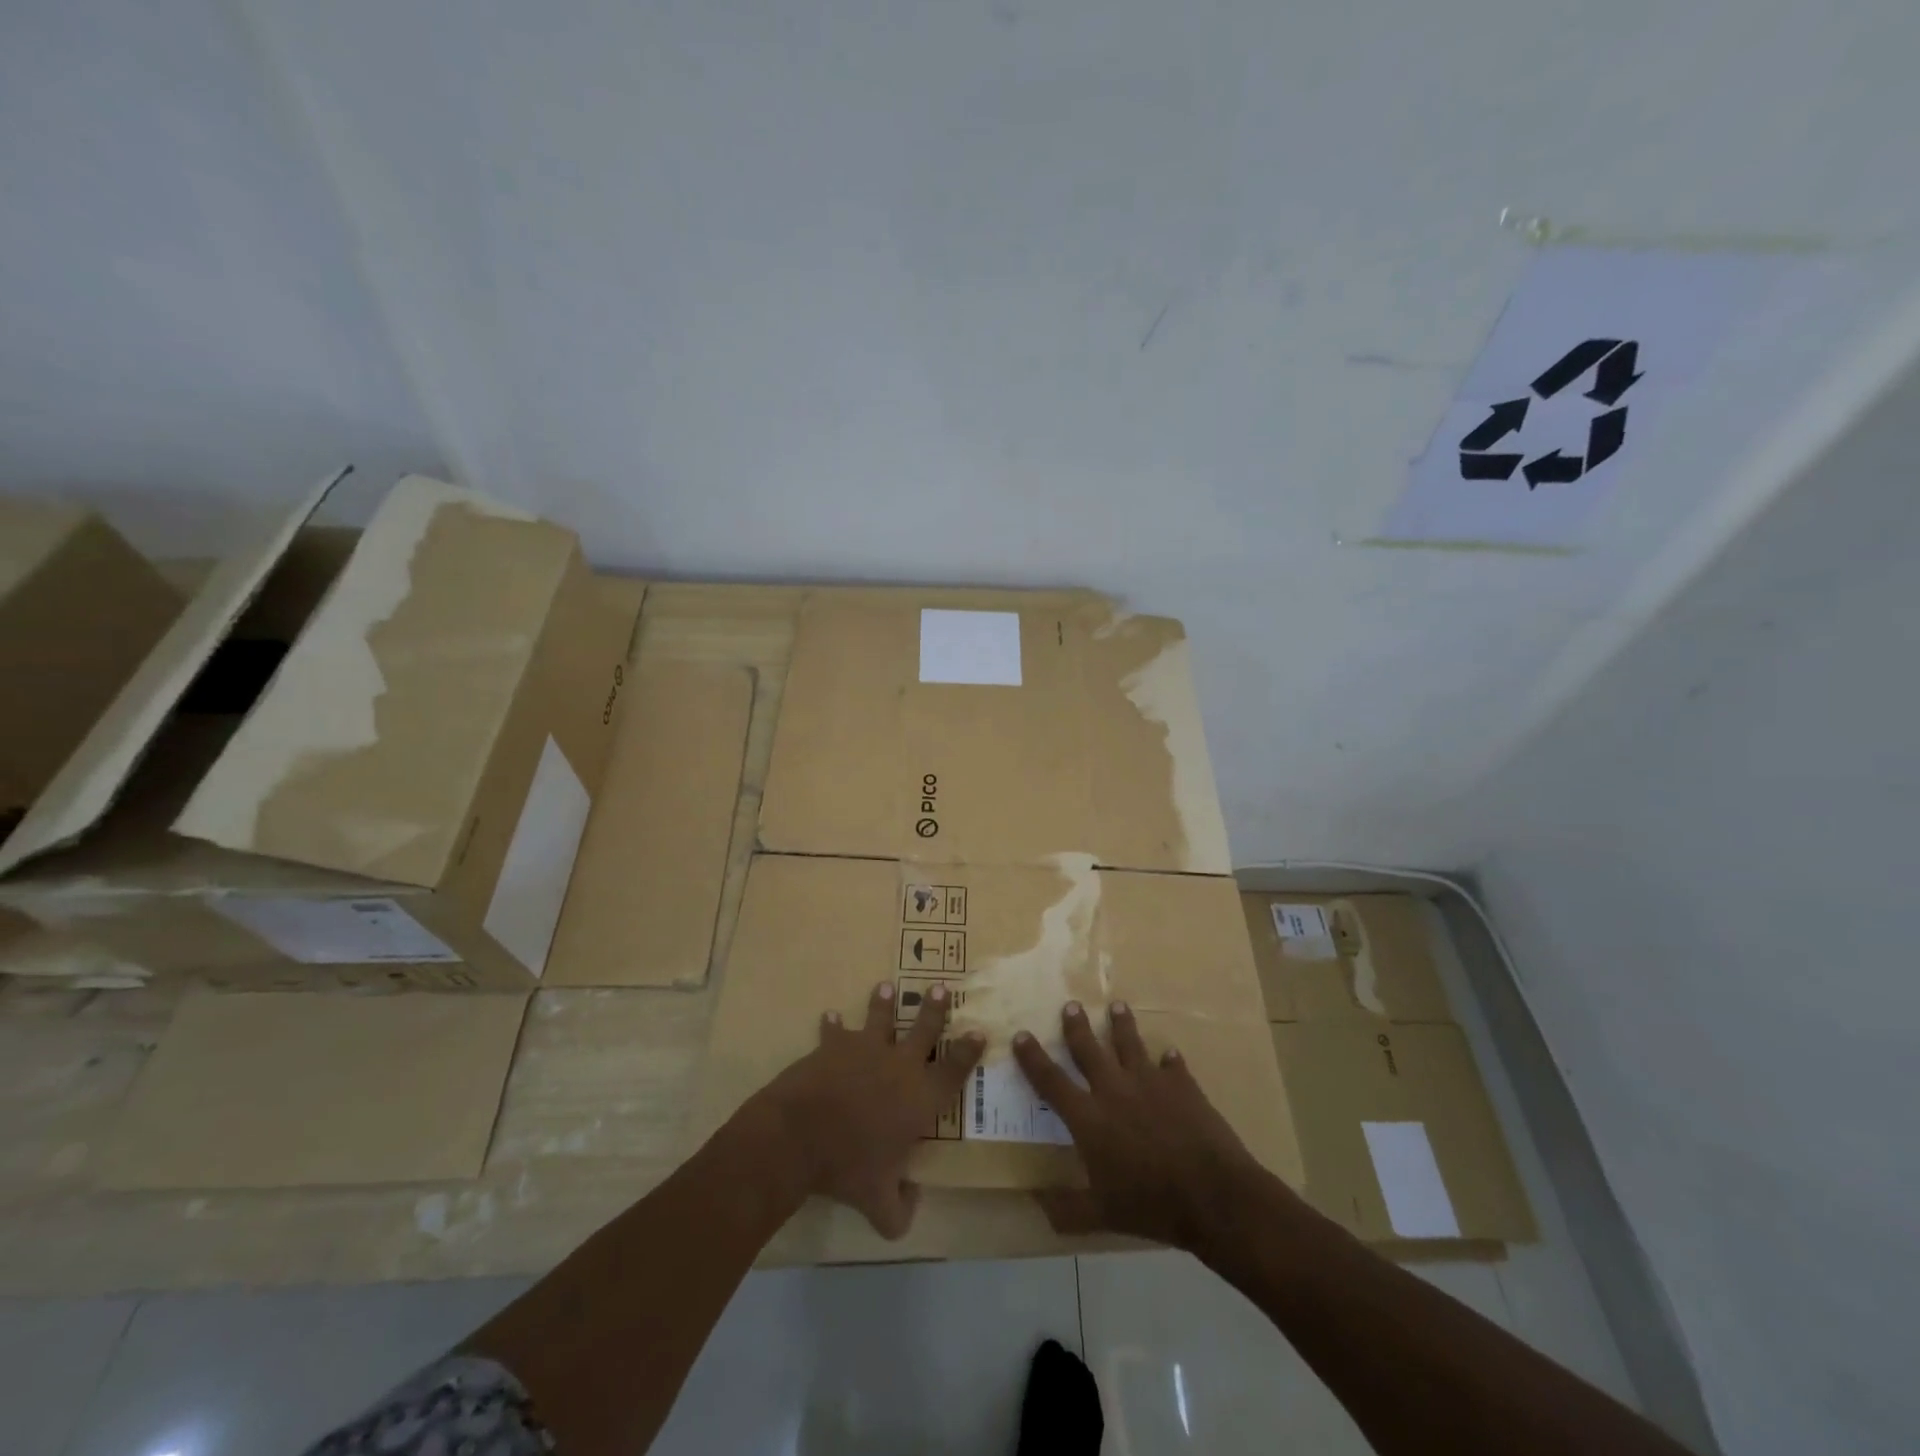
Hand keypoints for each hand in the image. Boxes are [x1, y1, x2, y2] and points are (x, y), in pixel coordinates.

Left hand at [759, 981, 983, 1238]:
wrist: (799, 1135)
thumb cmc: (847, 1167)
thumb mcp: (878, 1203)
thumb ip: (900, 1211)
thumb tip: (911, 1204)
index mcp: (920, 1098)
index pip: (953, 1071)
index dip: (968, 1052)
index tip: (978, 1032)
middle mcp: (898, 1065)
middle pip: (924, 1029)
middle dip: (934, 1009)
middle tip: (940, 988)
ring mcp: (865, 1050)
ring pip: (881, 1018)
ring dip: (884, 1003)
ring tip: (886, 986)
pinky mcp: (833, 1046)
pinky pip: (835, 1031)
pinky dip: (833, 1025)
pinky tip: (830, 1016)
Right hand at [1013, 1000, 1264, 1252]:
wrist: (1211, 1194)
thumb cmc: (1151, 1205)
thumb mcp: (1102, 1216)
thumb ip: (1067, 1210)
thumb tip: (1035, 1202)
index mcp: (1089, 1118)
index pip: (1051, 1081)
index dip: (1033, 1058)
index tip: (1021, 1035)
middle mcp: (1114, 1090)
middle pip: (1089, 1050)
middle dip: (1077, 1026)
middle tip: (1070, 1005)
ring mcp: (1150, 1083)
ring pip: (1130, 1044)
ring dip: (1121, 1024)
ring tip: (1117, 1005)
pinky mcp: (1182, 1085)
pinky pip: (1172, 1065)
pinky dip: (1169, 1060)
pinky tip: (1169, 1054)